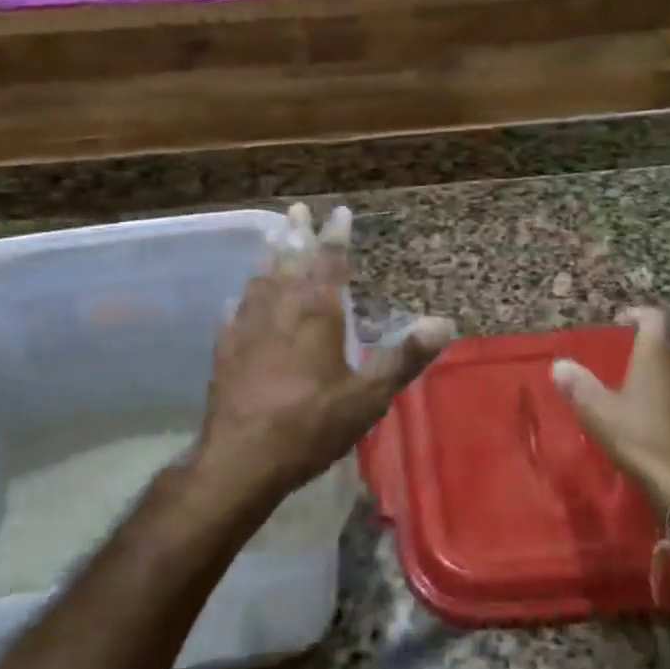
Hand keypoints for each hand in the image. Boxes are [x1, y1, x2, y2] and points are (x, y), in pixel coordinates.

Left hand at [193, 204, 453, 511]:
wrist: (242, 458)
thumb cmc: (312, 425)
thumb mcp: (368, 397)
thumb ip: (404, 358)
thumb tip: (444, 323)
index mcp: (317, 313)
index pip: (330, 262)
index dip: (336, 236)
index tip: (339, 212)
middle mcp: (281, 308)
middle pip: (290, 260)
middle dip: (296, 234)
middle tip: (296, 210)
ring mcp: (248, 325)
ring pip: (260, 279)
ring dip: (269, 255)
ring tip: (273, 238)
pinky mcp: (225, 348)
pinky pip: (235, 310)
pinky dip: (242, 296)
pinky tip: (239, 297)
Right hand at [551, 307, 669, 512]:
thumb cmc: (641, 438)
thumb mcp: (599, 412)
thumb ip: (578, 386)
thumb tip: (559, 365)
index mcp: (658, 354)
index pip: (654, 317)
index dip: (639, 314)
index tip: (623, 321)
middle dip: (667, 335)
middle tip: (646, 345)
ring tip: (657, 375)